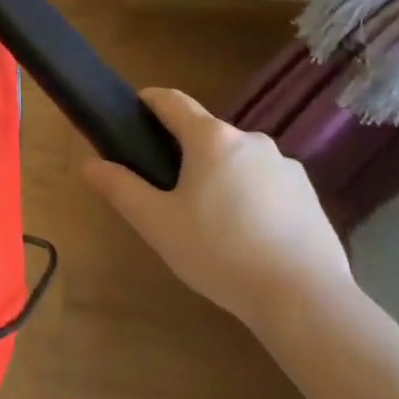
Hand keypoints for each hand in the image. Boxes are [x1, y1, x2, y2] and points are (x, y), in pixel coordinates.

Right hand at [80, 88, 351, 330]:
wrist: (303, 297)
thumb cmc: (219, 252)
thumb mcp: (156, 222)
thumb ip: (120, 188)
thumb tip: (89, 164)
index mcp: (211, 139)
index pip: (173, 101)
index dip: (149, 101)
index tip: (133, 113)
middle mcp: (251, 140)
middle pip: (206, 134)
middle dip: (183, 152)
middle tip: (166, 190)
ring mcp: (286, 166)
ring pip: (237, 160)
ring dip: (218, 176)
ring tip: (208, 220)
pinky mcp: (309, 194)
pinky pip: (266, 183)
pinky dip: (250, 197)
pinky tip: (246, 236)